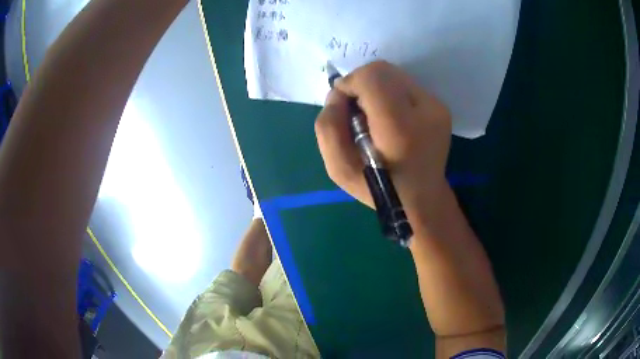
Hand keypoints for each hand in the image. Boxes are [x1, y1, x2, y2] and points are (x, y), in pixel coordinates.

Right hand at [315, 61, 451, 221]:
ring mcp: (437, 107)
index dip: (350, 83)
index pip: (372, 77)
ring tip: (374, 116)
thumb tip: (338, 95)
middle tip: (357, 111)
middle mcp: (425, 110)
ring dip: (376, 88)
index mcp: (399, 128)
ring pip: (395, 74)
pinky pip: (406, 85)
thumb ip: (328, 126)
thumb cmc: (379, 189)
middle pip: (383, 70)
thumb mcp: (339, 169)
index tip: (343, 103)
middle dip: (361, 83)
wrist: (421, 199)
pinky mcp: (441, 107)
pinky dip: (390, 93)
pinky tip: (389, 117)